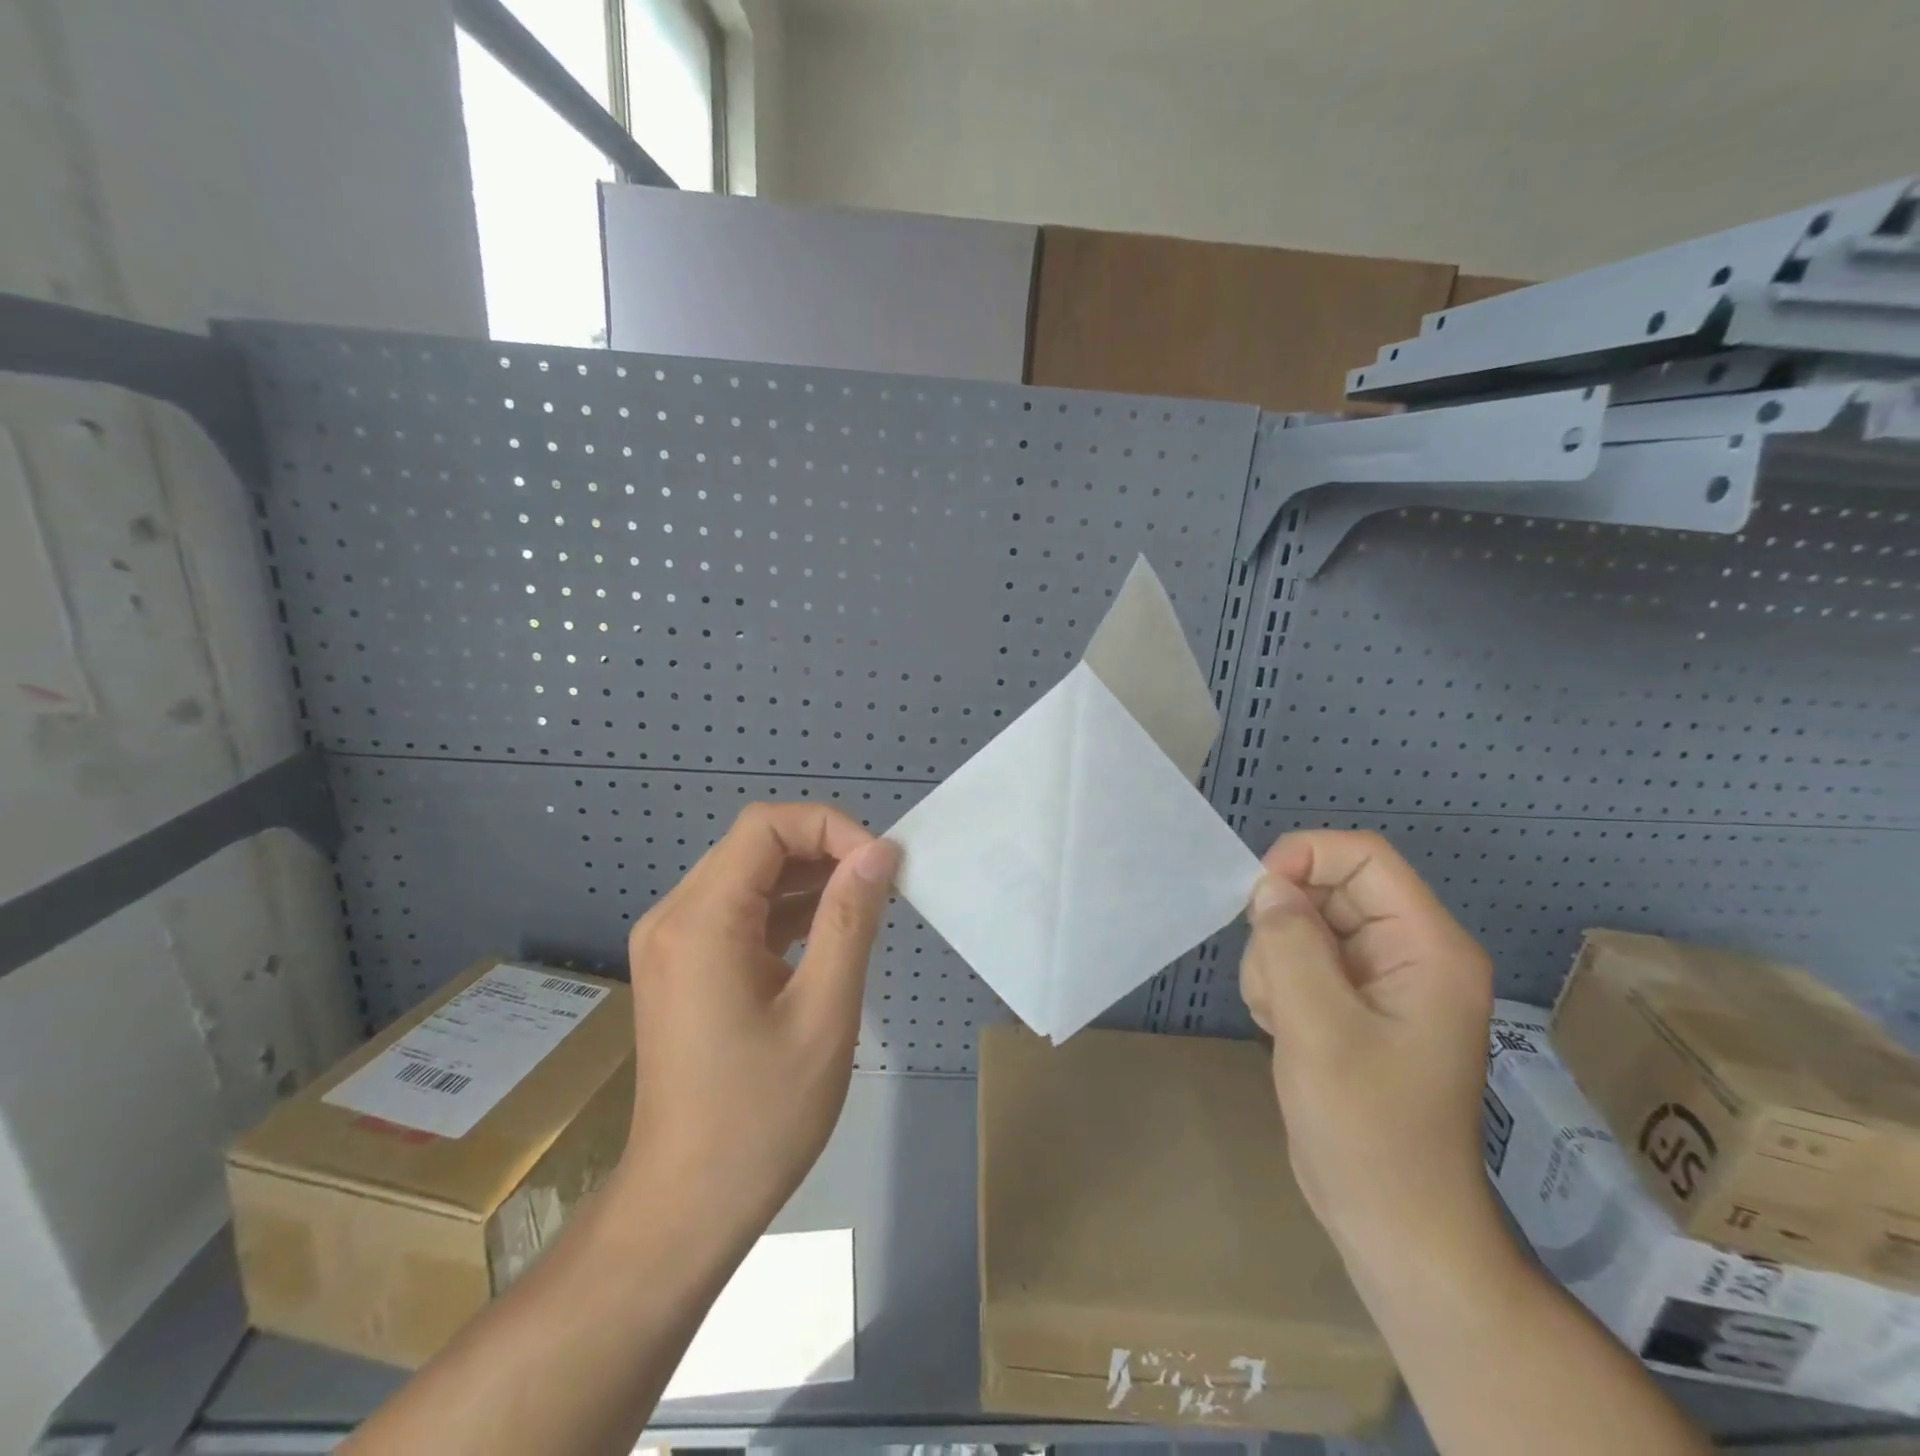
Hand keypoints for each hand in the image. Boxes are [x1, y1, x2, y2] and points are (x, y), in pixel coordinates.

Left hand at [618, 802, 899, 1232]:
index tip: (878, 865)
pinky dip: (786, 911)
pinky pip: (738, 913)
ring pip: (748, 877)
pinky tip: (829, 934)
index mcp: (701, 920)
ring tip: (865, 904)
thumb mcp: (824, 1012)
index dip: (829, 827)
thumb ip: (850, 920)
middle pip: (754, 846)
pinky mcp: (683, 967)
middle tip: (881, 884)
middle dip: (823, 850)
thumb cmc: (761, 1115)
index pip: (766, 826)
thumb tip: (879, 851)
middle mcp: (675, 917)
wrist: (686, 1206)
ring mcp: (673, 943)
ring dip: (808, 879)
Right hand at [1239, 830, 1496, 1265]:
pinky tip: (1285, 1030)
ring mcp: (1380, 980)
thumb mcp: (1319, 1027)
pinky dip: (1278, 985)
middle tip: (1274, 985)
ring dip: (1275, 962)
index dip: (1306, 858)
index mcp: (1427, 947)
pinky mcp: (1352, 1004)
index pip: (1365, 857)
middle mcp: (1409, 952)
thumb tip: (1268, 886)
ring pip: (1304, 925)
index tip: (1258, 897)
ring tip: (1284, 1021)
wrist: (1392, 1223)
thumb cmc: (1368, 1127)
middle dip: (1285, 927)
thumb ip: (1290, 944)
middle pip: (1329, 890)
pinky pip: (1300, 960)